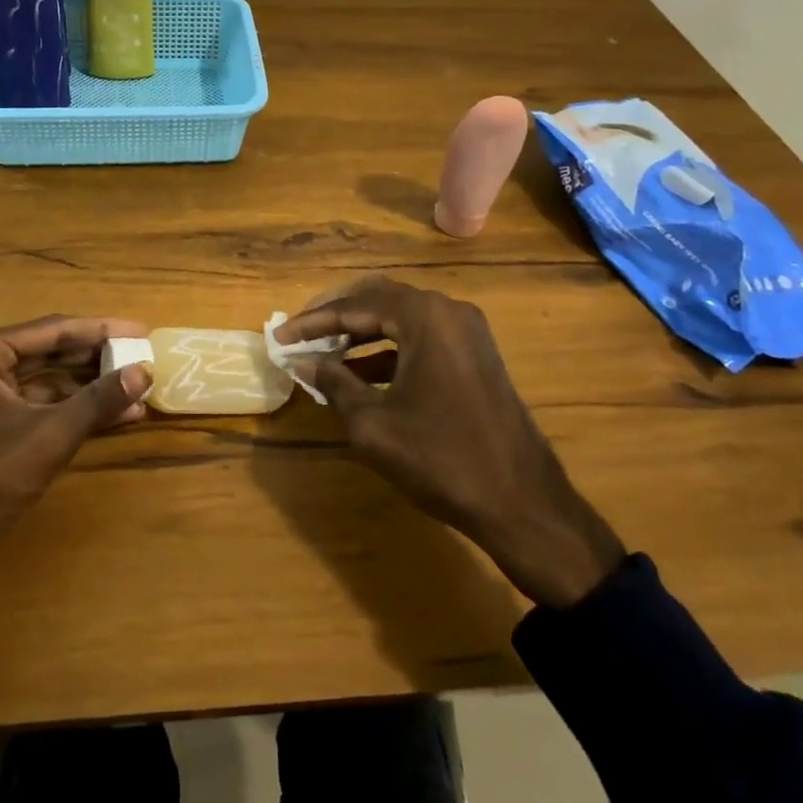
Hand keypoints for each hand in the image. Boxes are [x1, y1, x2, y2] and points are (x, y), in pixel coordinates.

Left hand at [0, 315, 151, 595]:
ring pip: (46, 382)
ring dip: (89, 389)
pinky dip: (71, 411)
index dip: (102, 330)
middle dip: (97, 359)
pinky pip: (37, 407)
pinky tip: (110, 418)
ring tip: (135, 391)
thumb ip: (99, 400)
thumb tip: (146, 370)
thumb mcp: (50, 435)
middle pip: (49, 353)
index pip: (53, 330)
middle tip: (141, 357)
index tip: (141, 331)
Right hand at [275, 277, 624, 609]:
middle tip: (300, 333)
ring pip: (401, 317)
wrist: (522, 503)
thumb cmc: (441, 459)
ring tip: (324, 356)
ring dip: (361, 333)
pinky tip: (361, 375)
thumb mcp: (373, 424)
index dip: (312, 322)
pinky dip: (388, 350)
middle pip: (379, 298)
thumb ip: (334, 382)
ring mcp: (467, 332)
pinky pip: (421, 338)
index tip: (279, 336)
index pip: (355, 305)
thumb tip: (301, 361)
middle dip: (336, 316)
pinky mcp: (475, 355)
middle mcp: (448, 311)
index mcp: (425, 317)